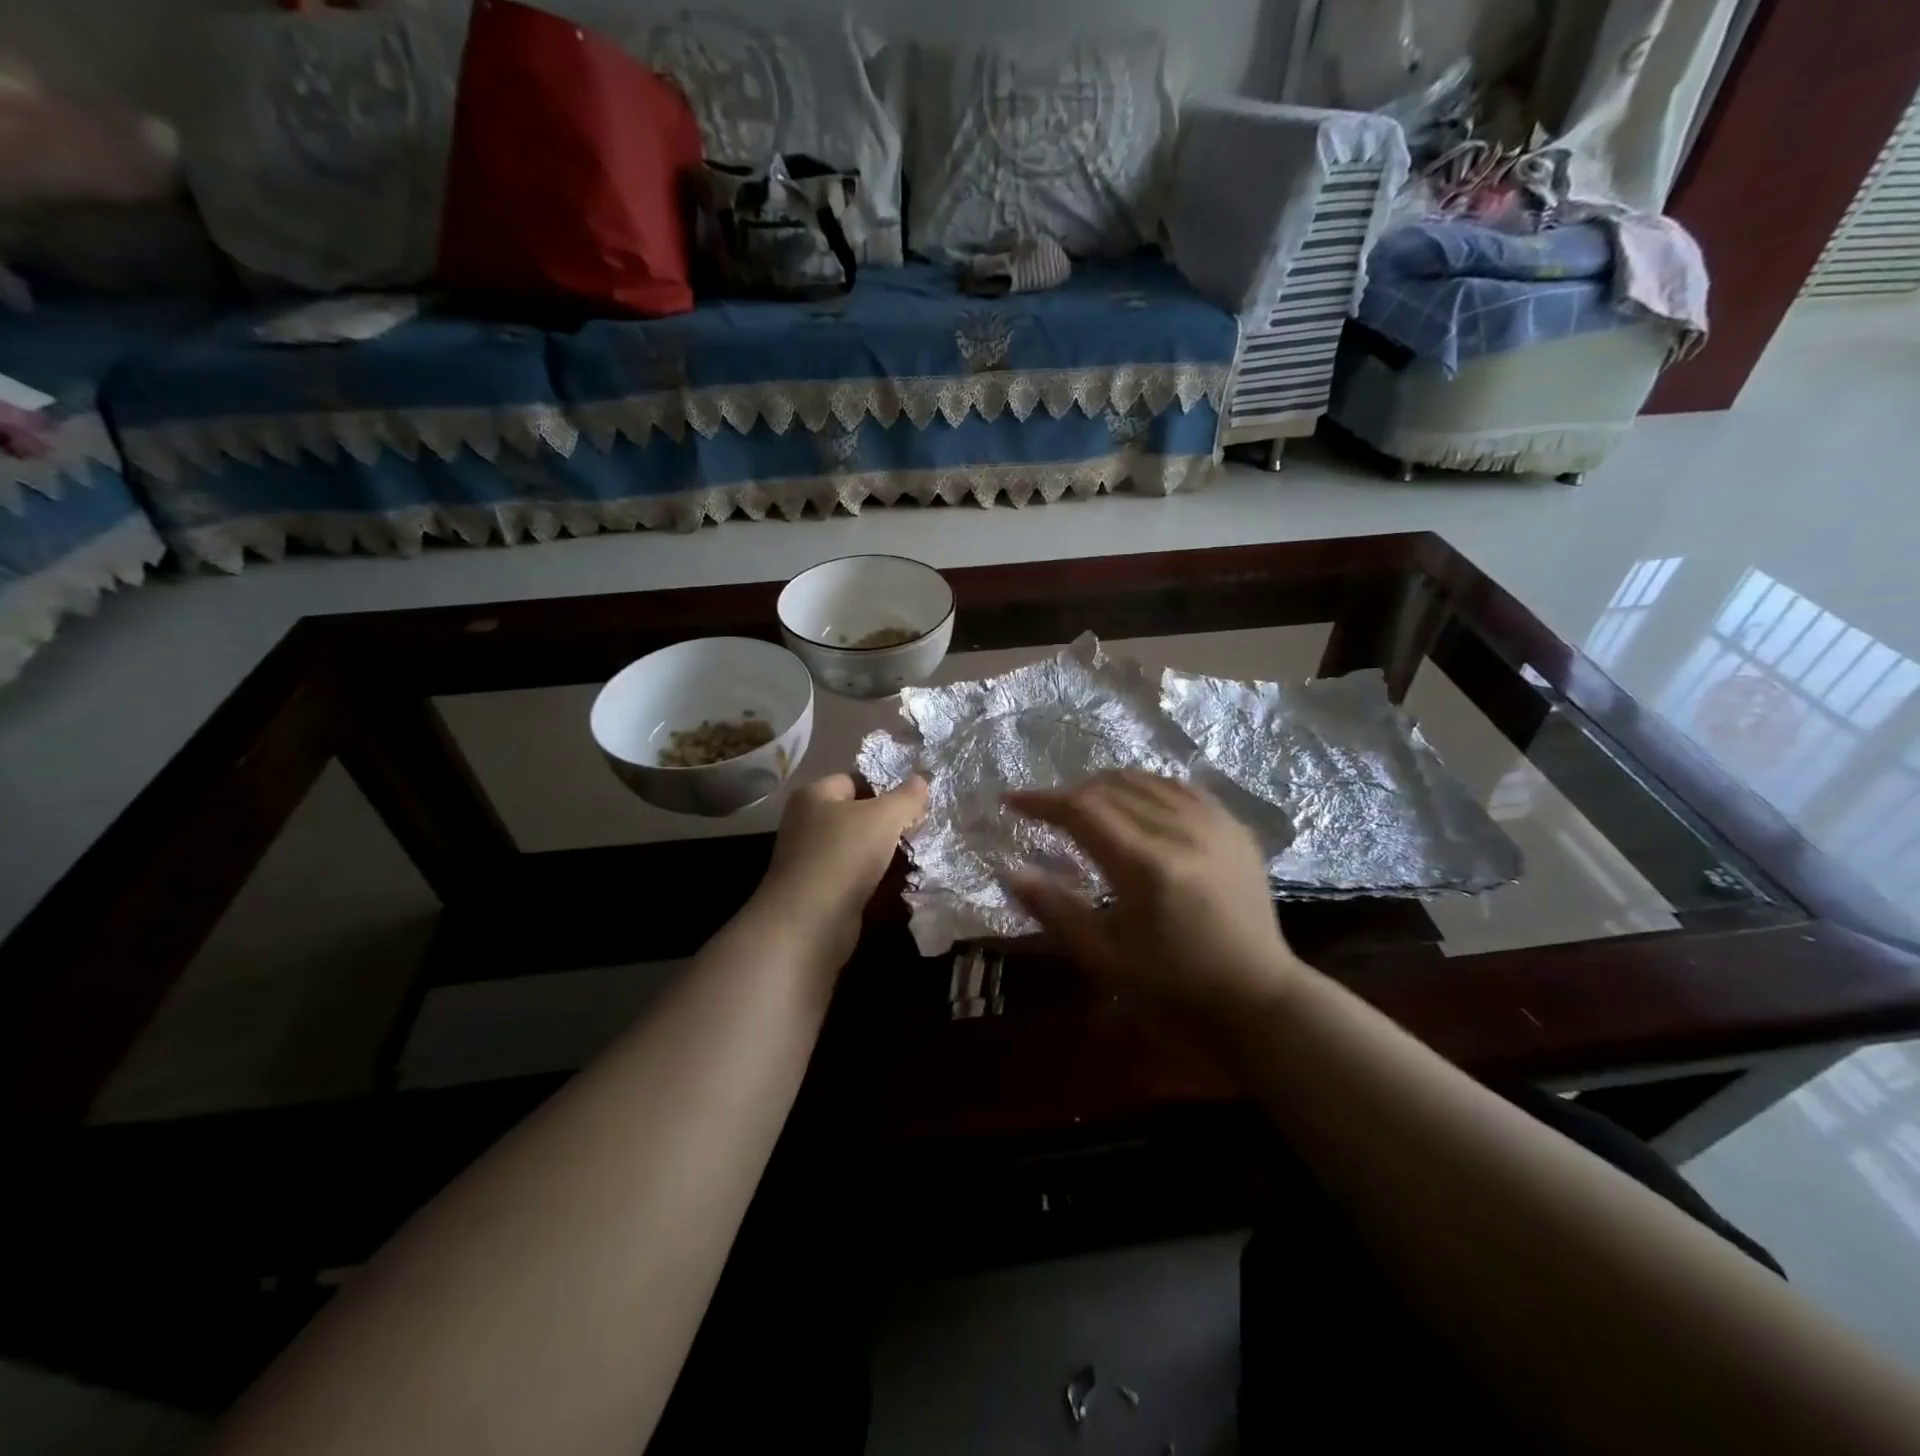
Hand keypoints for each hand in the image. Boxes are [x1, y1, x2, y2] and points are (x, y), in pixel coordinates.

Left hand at [750, 773, 928, 968]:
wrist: (811, 921)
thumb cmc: (845, 854)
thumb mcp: (884, 817)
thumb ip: (906, 797)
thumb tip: (922, 779)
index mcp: (814, 796)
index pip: (855, 779)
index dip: (886, 786)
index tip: (915, 800)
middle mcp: (807, 823)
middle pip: (858, 815)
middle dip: (889, 823)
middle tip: (920, 828)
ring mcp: (812, 859)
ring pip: (859, 848)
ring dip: (886, 854)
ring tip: (919, 855)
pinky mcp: (821, 891)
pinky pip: (856, 877)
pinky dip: (877, 880)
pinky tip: (902, 883)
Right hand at [1005, 770, 1307, 1018]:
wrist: (1257, 994)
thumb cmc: (1173, 984)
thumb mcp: (1105, 957)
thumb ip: (1055, 909)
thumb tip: (1009, 871)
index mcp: (1146, 865)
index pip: (1082, 810)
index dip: (1041, 801)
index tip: (1011, 800)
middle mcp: (1181, 830)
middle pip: (1110, 787)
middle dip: (1069, 793)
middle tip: (1046, 812)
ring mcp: (1214, 823)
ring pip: (1145, 780)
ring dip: (1105, 786)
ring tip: (1084, 806)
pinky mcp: (1234, 826)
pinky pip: (1180, 787)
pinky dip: (1146, 787)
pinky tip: (1134, 803)